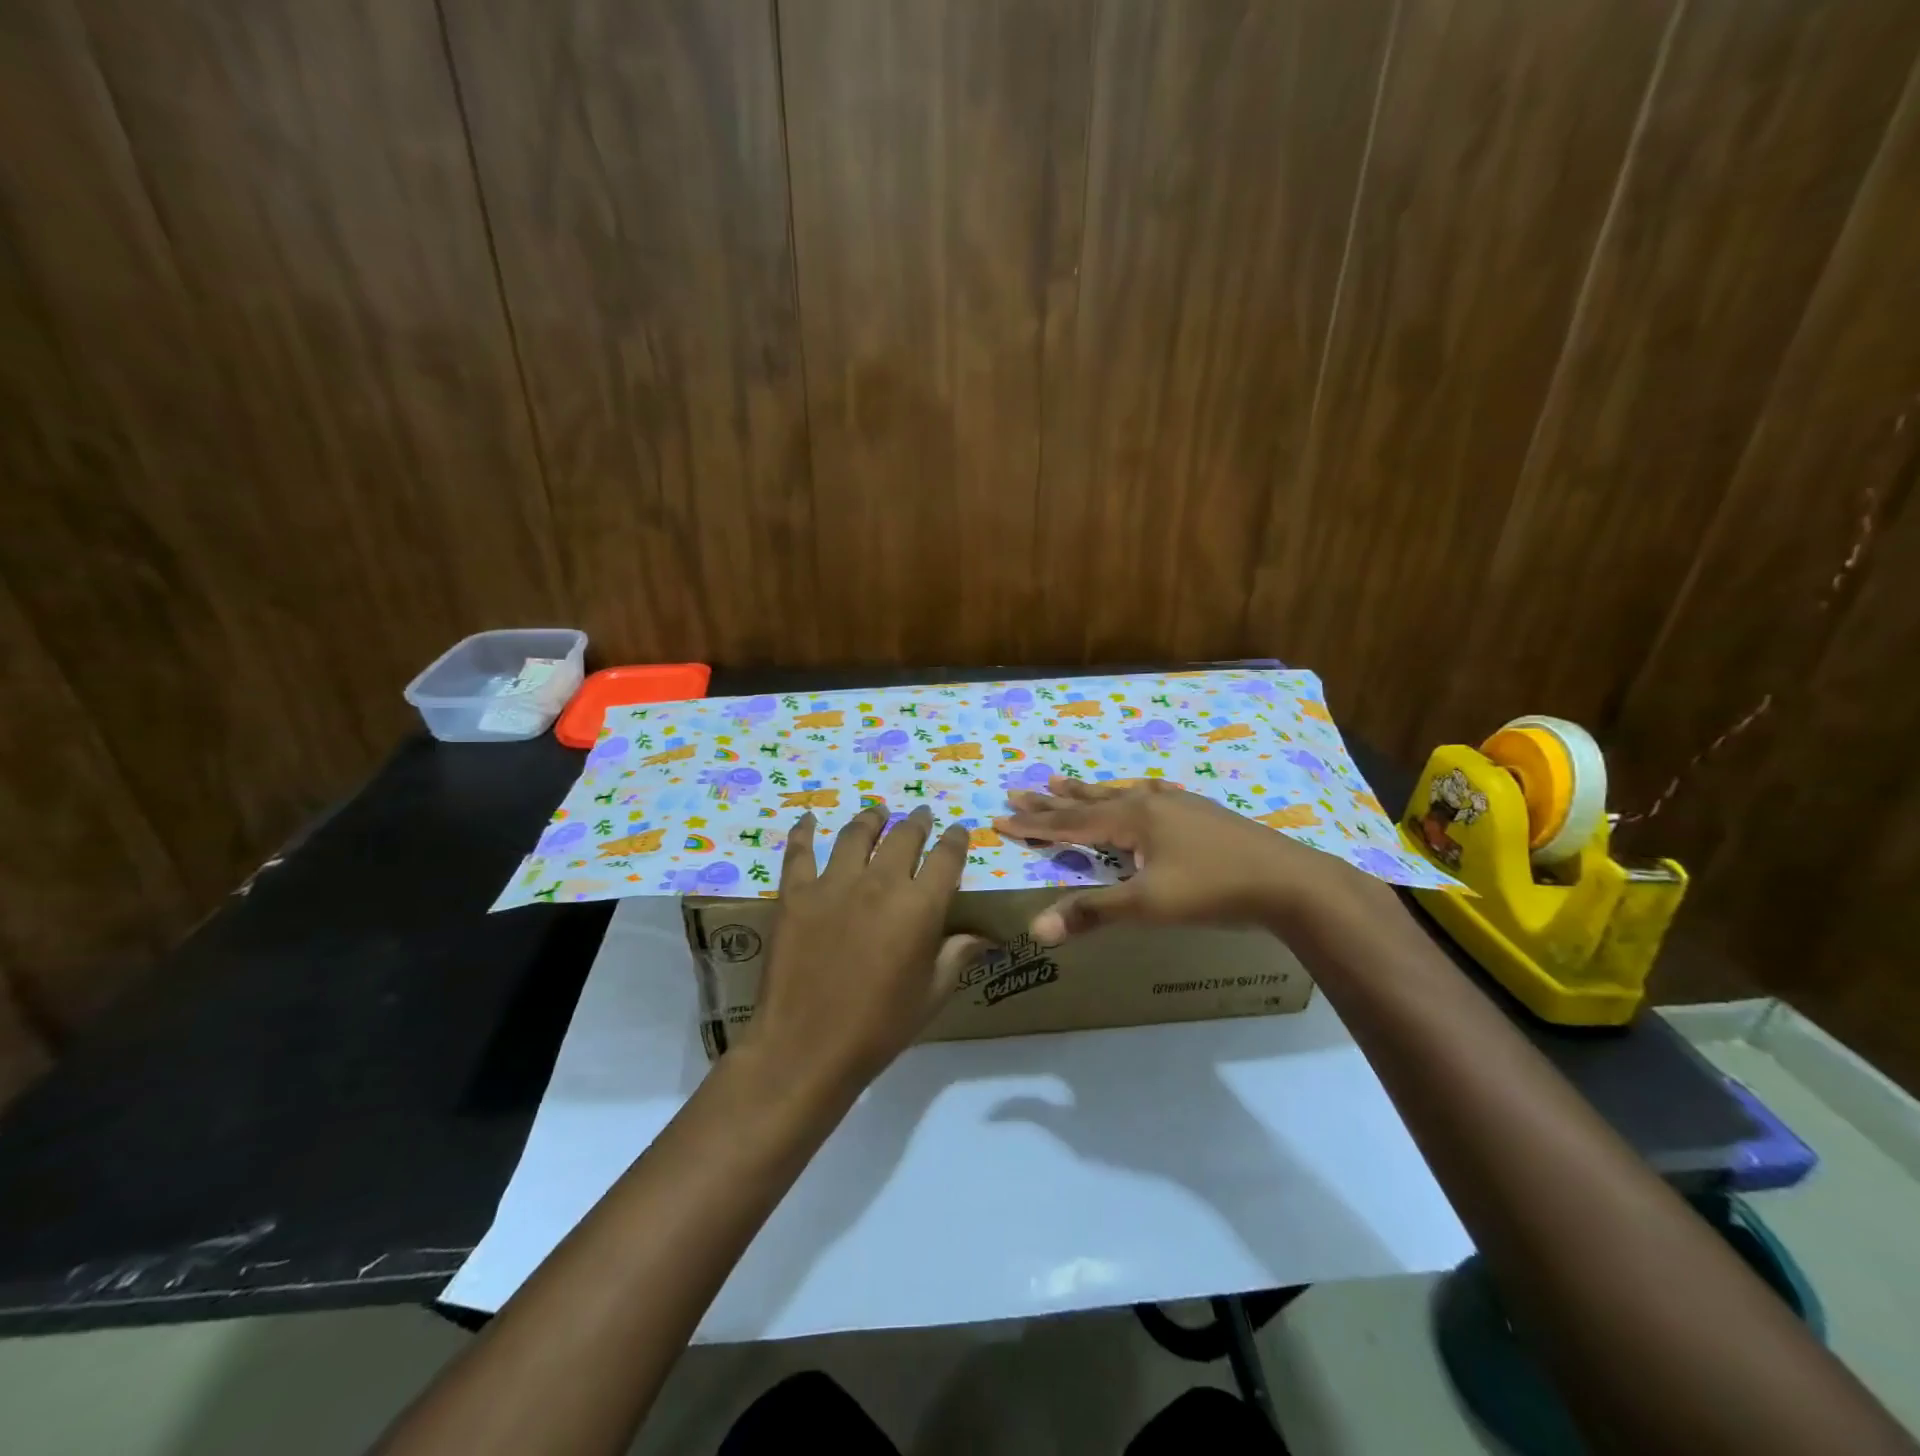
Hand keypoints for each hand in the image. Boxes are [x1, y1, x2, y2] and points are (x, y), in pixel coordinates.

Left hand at [749, 805, 987, 1093]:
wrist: (806, 1046)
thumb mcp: (931, 994)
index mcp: (920, 906)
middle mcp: (880, 883)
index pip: (947, 858)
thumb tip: (985, 935)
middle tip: (921, 815)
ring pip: (857, 834)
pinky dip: (804, 832)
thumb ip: (957, 955)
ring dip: (871, 818)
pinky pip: (800, 852)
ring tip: (877, 812)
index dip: (956, 840)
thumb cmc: (879, 1027)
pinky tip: (809, 821)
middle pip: (904, 837)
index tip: (958, 831)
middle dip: (918, 822)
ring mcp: (834, 884)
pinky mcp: (795, 893)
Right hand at [994, 776, 1391, 942]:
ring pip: (1119, 794)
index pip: (1070, 822)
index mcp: (1132, 819)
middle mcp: (1149, 803)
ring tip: (1061, 781)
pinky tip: (1141, 791)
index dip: (1034, 824)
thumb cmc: (1213, 891)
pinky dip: (1129, 794)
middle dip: (1052, 801)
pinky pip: (1149, 796)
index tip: (1000, 817)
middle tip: (1018, 790)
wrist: (1289, 881)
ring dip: (1087, 791)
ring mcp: (1177, 804)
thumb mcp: (1148, 906)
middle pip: (1089, 801)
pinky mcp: (1199, 812)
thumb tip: (1035, 929)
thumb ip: (1092, 913)